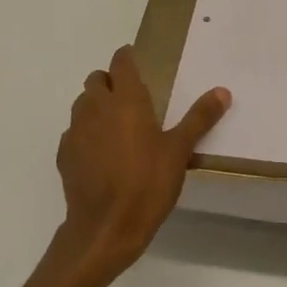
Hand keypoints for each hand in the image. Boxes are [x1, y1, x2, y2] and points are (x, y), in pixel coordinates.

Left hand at [53, 45, 229, 281]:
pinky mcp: (64, 155)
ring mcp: (76, 131)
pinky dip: (86, 134)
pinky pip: (74, 133)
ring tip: (116, 126)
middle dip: (110, 82)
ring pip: (82, 104)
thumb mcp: (180, 150)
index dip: (127, 58)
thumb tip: (222, 91)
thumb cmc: (147, 183)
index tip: (136, 62)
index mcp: (126, 100)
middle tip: (131, 99)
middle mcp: (96, 107)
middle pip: (96, 80)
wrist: (105, 228)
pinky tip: (101, 154)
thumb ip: (199, 118)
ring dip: (96, 106)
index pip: (120, 63)